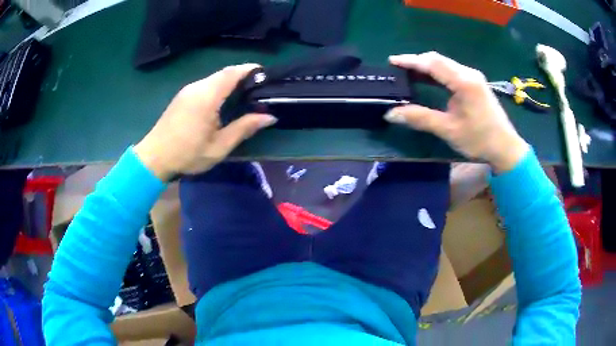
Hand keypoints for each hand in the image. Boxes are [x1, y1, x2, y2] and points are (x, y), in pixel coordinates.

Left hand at [134, 64, 276, 180]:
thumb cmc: (187, 154)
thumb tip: (269, 117)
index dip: (250, 69)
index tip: (265, 74)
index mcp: (207, 96)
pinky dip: (218, 88)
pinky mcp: (182, 96)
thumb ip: (244, 128)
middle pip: (224, 73)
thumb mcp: (219, 146)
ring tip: (244, 95)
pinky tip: (223, 102)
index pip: (232, 73)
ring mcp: (187, 91)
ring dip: (230, 82)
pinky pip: (205, 85)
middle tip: (258, 88)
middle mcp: (197, 87)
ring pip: (214, 79)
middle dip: (242, 76)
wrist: (154, 157)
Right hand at [386, 52, 528, 172]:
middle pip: (438, 59)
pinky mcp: (475, 83)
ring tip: (408, 72)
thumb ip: (420, 118)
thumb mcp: (448, 130)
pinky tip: (428, 79)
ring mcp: (473, 77)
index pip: (432, 63)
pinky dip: (437, 73)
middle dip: (417, 61)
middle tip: (398, 68)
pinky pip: (452, 71)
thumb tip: (390, 113)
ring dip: (426, 66)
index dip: (411, 61)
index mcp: (464, 82)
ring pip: (445, 64)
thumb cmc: (479, 140)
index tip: (392, 61)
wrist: (506, 148)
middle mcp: (469, 73)